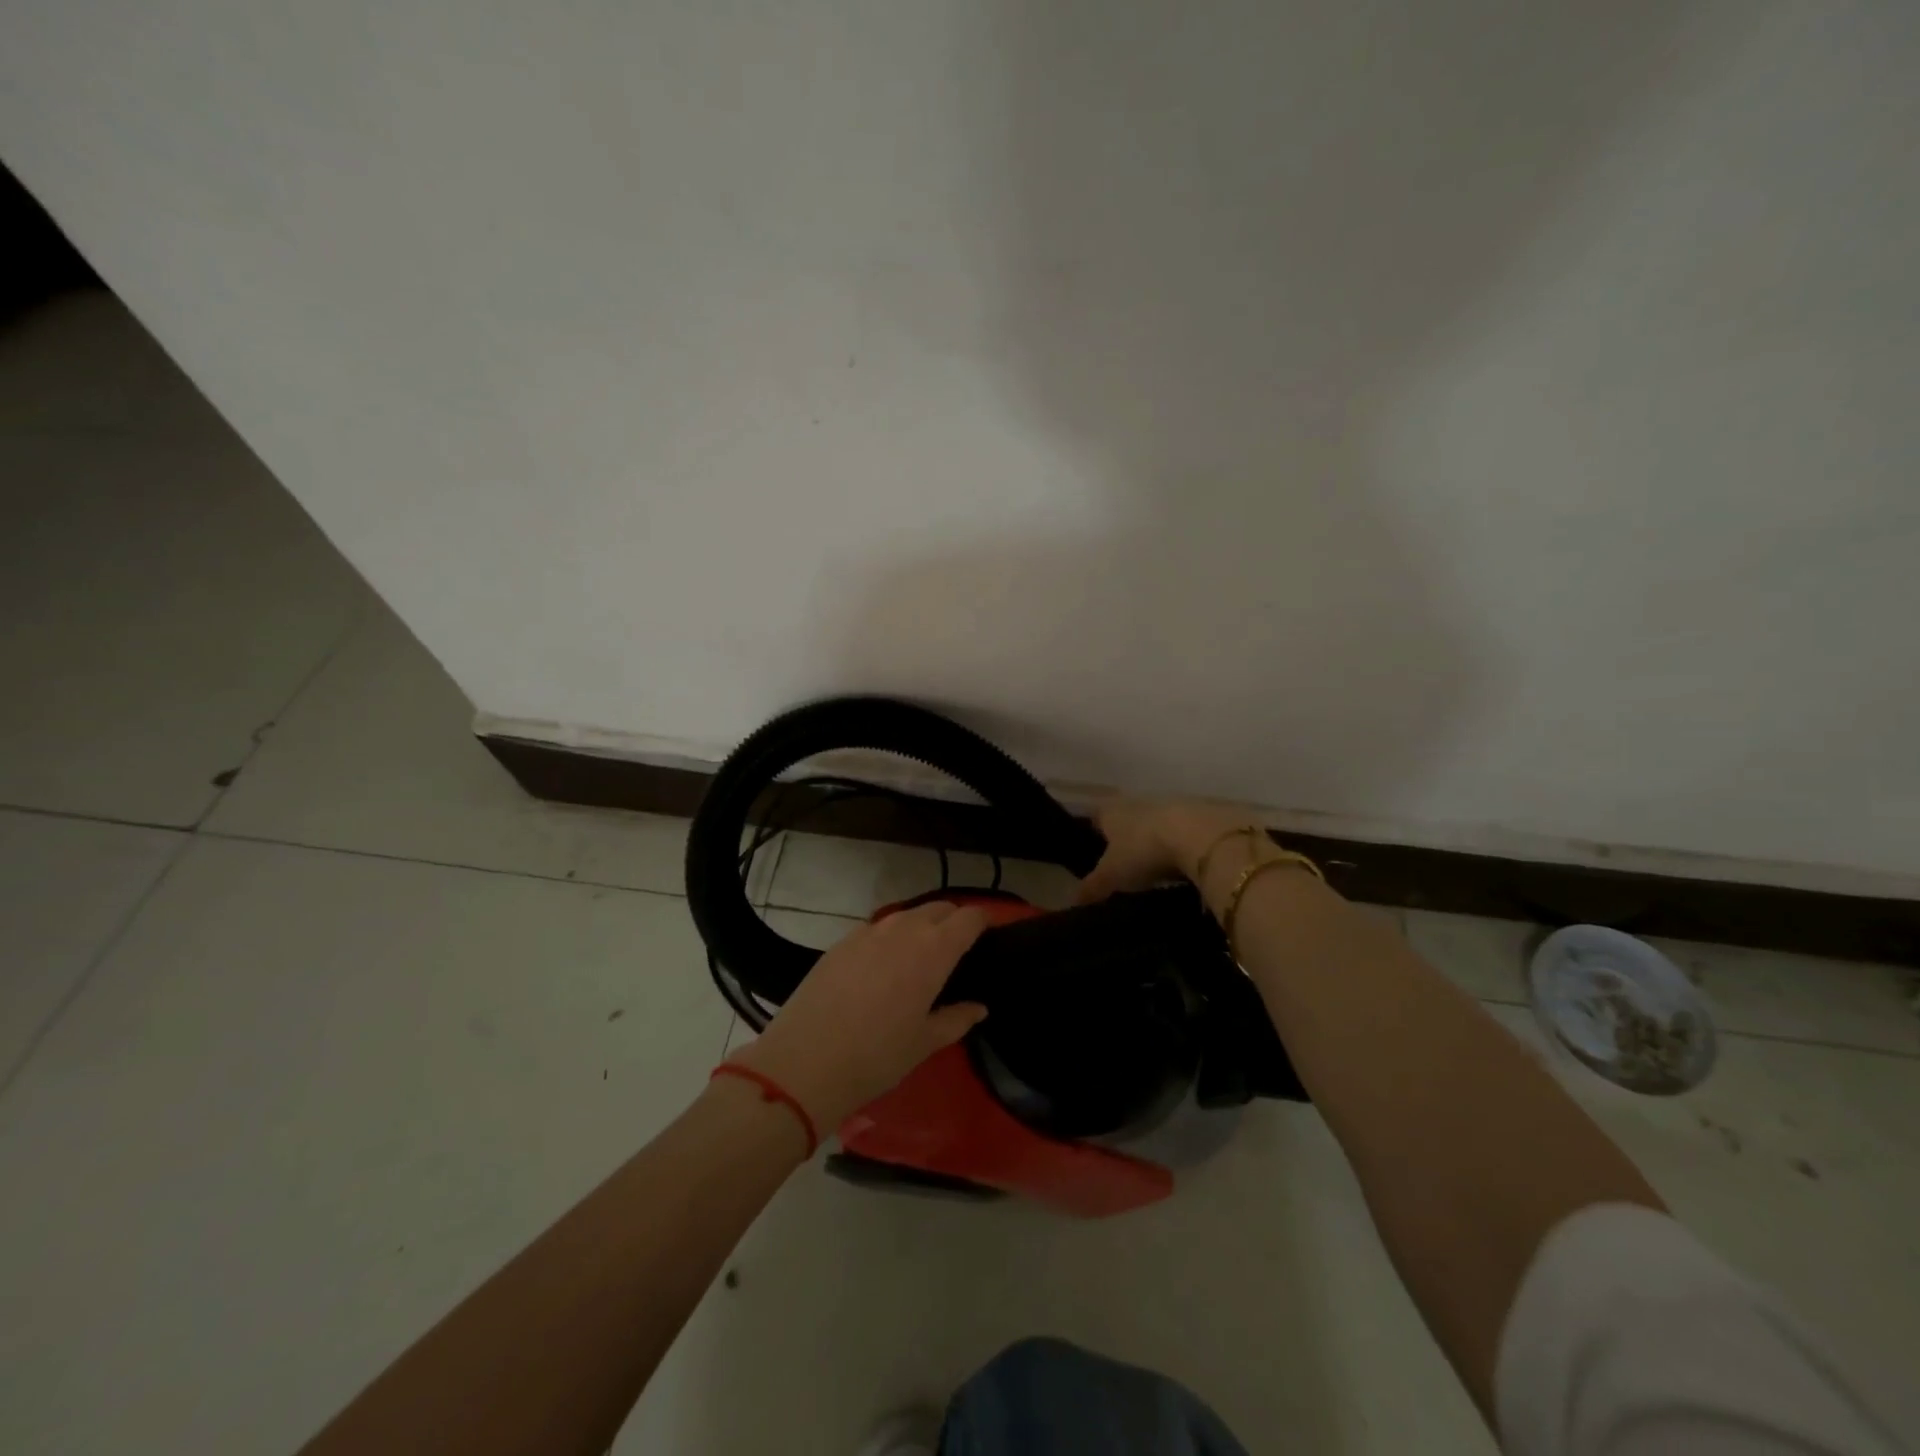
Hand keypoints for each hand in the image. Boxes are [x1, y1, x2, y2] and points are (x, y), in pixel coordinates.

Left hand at [729, 902, 989, 1132]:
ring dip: (922, 926)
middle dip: (954, 920)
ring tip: (923, 956)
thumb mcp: (925, 1043)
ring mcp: (868, 931)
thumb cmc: (877, 1056)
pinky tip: (885, 965)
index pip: (968, 917)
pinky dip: (891, 937)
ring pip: (906, 915)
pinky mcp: (841, 941)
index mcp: (933, 950)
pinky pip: (877, 928)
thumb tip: (979, 1007)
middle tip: (959, 949)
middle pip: (939, 908)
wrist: (805, 1062)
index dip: (984, 921)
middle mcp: (903, 929)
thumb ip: (957, 1019)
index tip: (991, 935)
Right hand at [1077, 798, 1253, 903]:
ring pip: (1156, 824)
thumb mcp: (1112, 875)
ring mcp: (1172, 806)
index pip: (1095, 816)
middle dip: (1126, 837)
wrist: (1201, 835)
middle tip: (1124, 865)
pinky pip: (1185, 833)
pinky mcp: (1201, 816)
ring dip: (1155, 841)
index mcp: (1112, 812)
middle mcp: (1138, 802)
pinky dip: (1182, 847)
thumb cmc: (1144, 850)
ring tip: (1155, 870)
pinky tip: (1185, 867)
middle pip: (1127, 818)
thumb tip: (1072, 902)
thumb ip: (1092, 887)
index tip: (1092, 847)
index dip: (1092, 830)